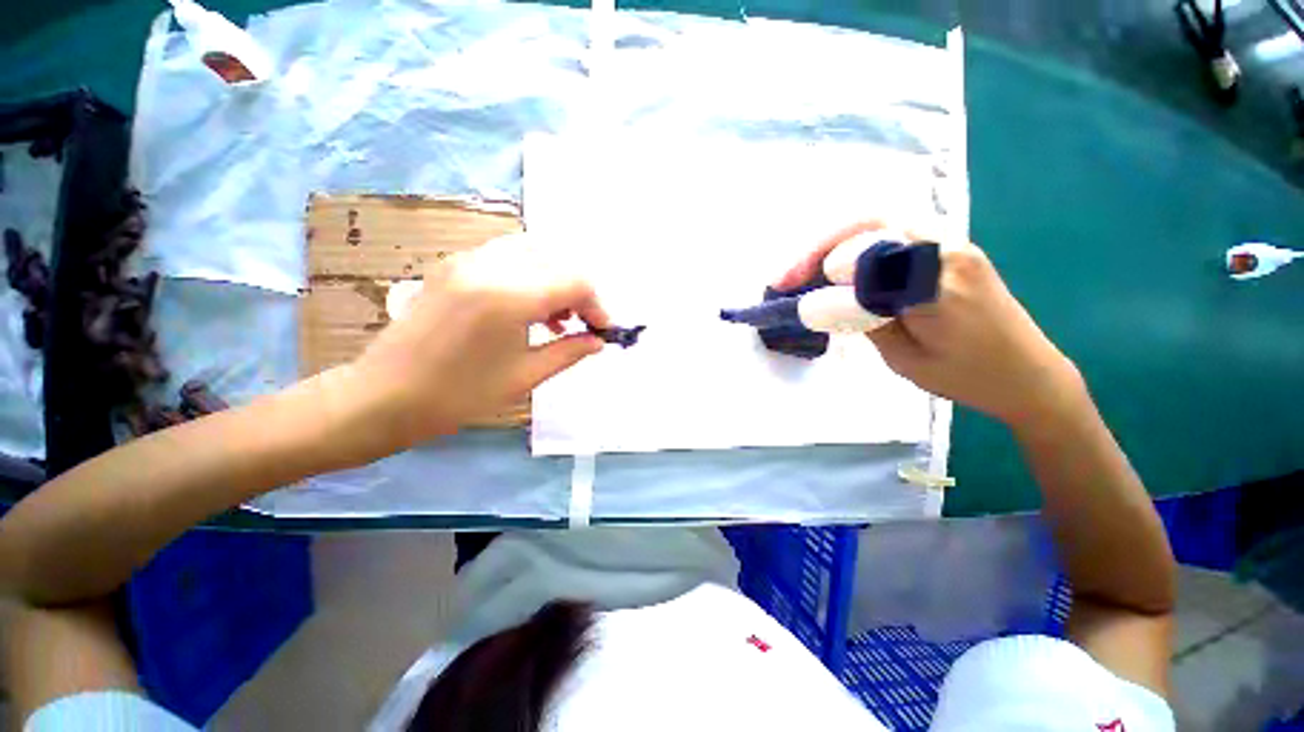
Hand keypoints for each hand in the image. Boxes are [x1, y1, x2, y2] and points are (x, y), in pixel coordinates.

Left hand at [327, 233, 609, 459]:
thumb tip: (598, 341)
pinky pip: (506, 257)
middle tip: (583, 324)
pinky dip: (530, 275)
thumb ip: (569, 352)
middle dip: (580, 291)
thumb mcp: (525, 377)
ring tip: (557, 318)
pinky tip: (527, 308)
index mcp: (509, 296)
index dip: (597, 305)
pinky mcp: (452, 266)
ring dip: (555, 280)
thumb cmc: (458, 396)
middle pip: (557, 260)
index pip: (575, 281)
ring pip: (533, 252)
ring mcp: (466, 260)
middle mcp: (488, 265)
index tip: (602, 331)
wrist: (382, 397)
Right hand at [776, 221, 1084, 428]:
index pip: (863, 257)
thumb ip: (865, 318)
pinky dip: (857, 247)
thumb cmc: (968, 378)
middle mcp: (946, 251)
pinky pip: (895, 235)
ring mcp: (953, 244)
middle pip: (869, 224)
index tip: (788, 287)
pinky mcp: (951, 249)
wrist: (1030, 375)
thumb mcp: (905, 359)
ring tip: (807, 271)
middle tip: (790, 275)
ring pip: (880, 224)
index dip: (818, 267)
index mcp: (936, 285)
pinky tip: (840, 269)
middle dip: (820, 247)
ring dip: (835, 244)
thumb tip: (826, 296)